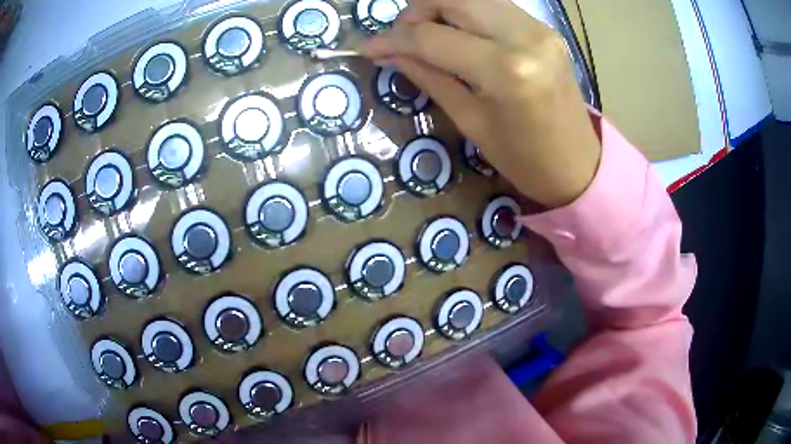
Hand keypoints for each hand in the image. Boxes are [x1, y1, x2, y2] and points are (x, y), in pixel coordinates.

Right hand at [363, 0, 601, 207]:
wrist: (578, 165)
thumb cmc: (523, 158)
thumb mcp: (470, 121)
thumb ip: (429, 76)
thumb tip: (389, 53)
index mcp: (504, 70)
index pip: (432, 36)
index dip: (394, 39)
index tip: (370, 47)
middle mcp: (524, 36)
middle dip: (416, 11)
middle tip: (402, 36)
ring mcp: (539, 27)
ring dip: (440, 8)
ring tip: (426, 34)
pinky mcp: (545, 28)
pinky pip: (494, 6)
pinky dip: (466, 12)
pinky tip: (457, 33)